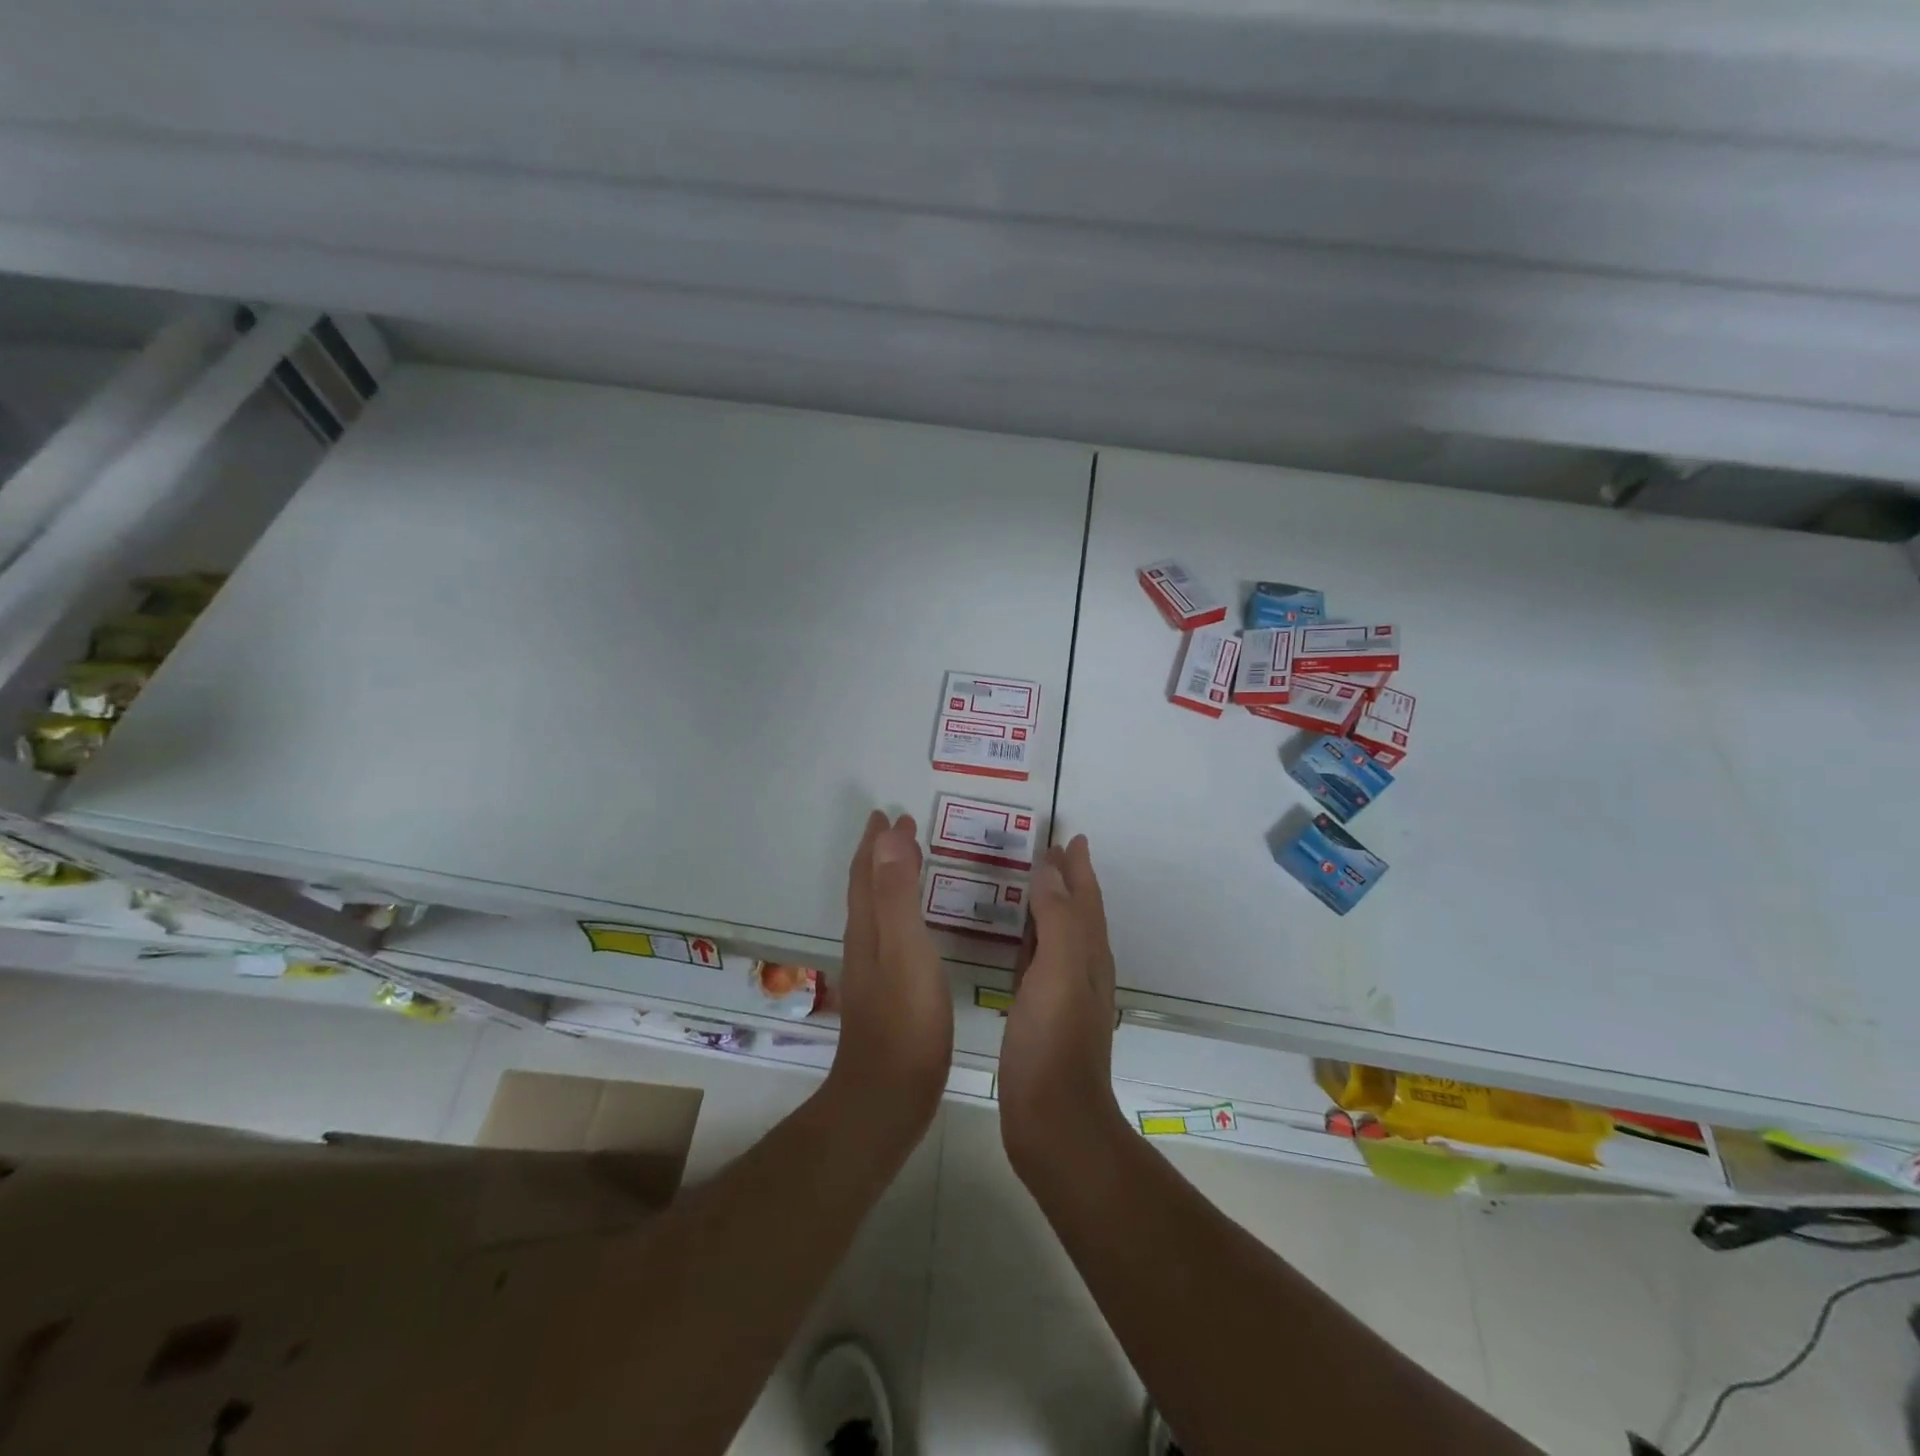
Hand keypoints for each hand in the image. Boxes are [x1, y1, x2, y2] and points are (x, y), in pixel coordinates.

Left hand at [824, 811, 953, 1147]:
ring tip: (907, 862)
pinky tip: (914, 926)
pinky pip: (890, 934)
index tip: (890, 814)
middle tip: (898, 828)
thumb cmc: (906, 1021)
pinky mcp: (888, 994)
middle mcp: (865, 944)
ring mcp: (874, 971)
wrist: (888, 1095)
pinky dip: (899, 912)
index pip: (867, 873)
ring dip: (887, 880)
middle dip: (879, 855)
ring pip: (876, 911)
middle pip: (866, 888)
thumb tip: (888, 837)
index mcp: (868, 929)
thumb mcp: (905, 949)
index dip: (876, 843)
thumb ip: (897, 894)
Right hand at [998, 835, 1124, 1179]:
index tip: (1071, 837)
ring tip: (1033, 885)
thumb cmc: (1054, 1042)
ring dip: (1050, 908)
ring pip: (1059, 937)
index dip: (1079, 868)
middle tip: (1049, 853)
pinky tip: (1018, 944)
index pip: (1086, 898)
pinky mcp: (1042, 1018)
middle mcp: (1082, 971)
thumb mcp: (1059, 971)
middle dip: (1067, 881)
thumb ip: (1058, 918)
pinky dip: (1032, 942)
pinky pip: (1039, 964)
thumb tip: (1050, 870)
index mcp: (1088, 955)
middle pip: (1077, 913)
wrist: (1053, 1122)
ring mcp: (1063, 996)